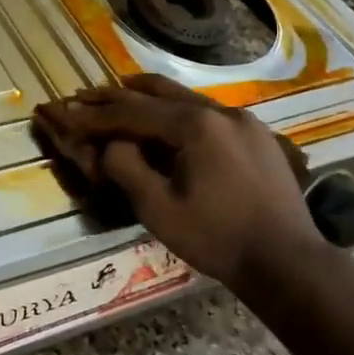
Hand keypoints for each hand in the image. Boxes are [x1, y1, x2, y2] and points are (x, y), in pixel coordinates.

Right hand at [33, 75, 323, 299]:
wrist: (288, 263)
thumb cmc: (218, 238)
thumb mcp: (159, 209)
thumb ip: (126, 167)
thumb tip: (109, 144)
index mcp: (195, 125)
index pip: (131, 112)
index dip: (94, 114)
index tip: (65, 111)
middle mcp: (220, 111)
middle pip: (157, 92)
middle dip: (117, 94)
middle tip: (85, 95)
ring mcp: (242, 121)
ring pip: (184, 98)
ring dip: (147, 98)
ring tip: (119, 96)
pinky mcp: (256, 136)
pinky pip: (206, 113)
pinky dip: (176, 112)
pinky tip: (166, 122)